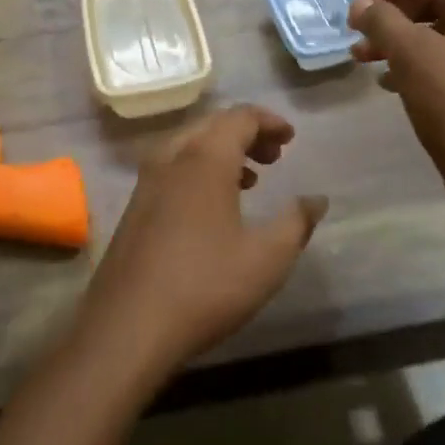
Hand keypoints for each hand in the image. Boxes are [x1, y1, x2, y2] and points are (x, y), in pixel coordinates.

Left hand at [73, 106, 327, 381]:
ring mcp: (146, 182)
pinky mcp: (134, 207)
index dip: (269, 121)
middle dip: (246, 133)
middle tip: (275, 156)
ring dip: (221, 151)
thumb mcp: (267, 258)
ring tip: (250, 179)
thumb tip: (316, 199)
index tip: (290, 138)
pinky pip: (172, 167)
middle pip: (212, 125)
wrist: (128, 327)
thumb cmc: (205, 286)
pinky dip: (199, 169)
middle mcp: (171, 159)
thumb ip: (296, 222)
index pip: (239, 117)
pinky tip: (212, 206)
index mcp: (205, 160)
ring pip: (188, 145)